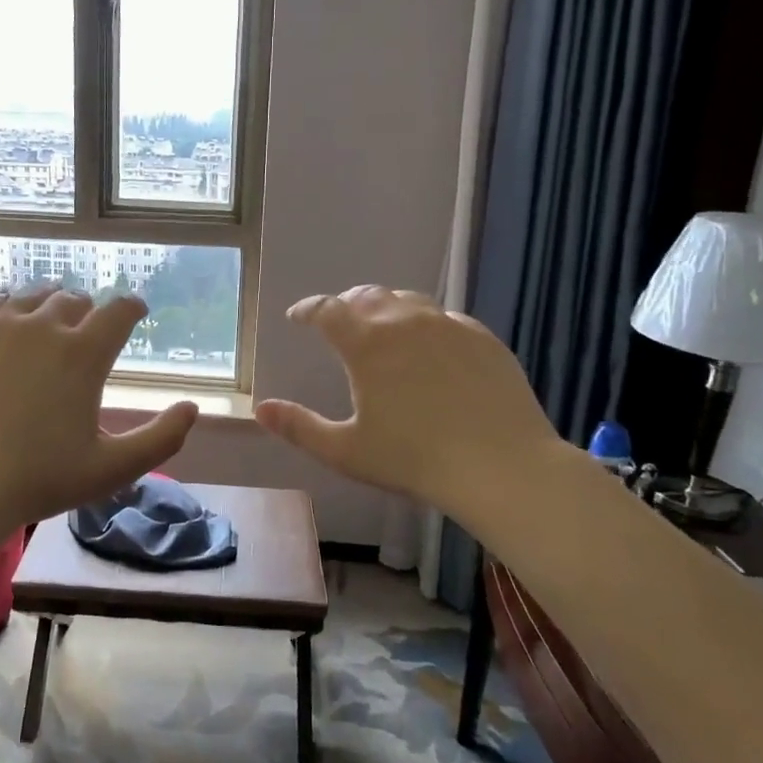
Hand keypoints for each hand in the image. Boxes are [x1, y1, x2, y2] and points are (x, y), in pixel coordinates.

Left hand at [0, 287, 199, 527]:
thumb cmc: (40, 480)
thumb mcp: (113, 469)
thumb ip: (162, 438)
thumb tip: (191, 408)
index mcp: (84, 353)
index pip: (120, 310)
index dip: (133, 307)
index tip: (135, 312)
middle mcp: (42, 326)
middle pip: (73, 299)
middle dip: (87, 310)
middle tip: (86, 327)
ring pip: (30, 296)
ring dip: (47, 304)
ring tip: (47, 319)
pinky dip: (5, 311)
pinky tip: (4, 327)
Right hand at [254, 286, 564, 514]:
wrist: (502, 466)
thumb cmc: (414, 460)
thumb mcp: (346, 451)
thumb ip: (299, 427)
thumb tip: (261, 409)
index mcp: (367, 343)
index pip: (327, 310)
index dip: (308, 309)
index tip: (298, 317)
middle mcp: (405, 322)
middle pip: (367, 296)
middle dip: (345, 304)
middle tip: (337, 320)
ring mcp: (449, 326)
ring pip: (408, 301)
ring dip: (385, 308)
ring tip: (381, 325)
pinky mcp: (483, 338)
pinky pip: (445, 318)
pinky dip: (425, 323)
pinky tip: (430, 345)